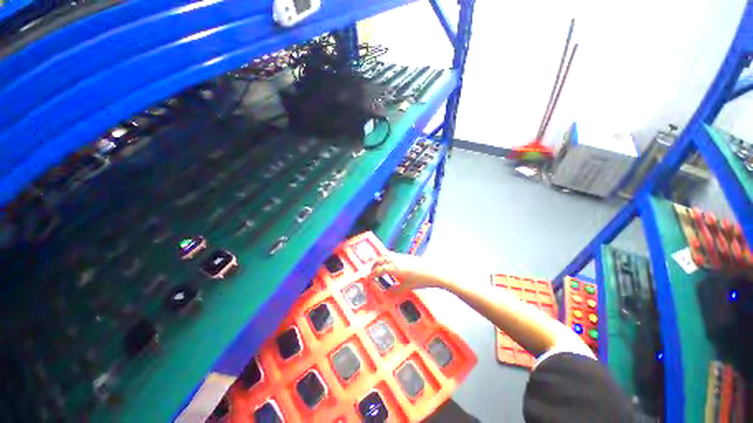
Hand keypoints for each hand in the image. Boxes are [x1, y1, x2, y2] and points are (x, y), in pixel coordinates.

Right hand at [369, 252, 446, 293]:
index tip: (369, 279)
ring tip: (378, 266)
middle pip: (380, 260)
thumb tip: (388, 293)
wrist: (433, 272)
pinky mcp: (405, 255)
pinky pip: (391, 254)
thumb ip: (395, 290)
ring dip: (379, 260)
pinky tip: (389, 264)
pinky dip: (386, 258)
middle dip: (374, 265)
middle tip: (371, 272)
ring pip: (385, 255)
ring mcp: (400, 256)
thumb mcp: (406, 287)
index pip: (379, 270)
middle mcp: (395, 260)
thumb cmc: (420, 280)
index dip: (372, 274)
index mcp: (394, 268)